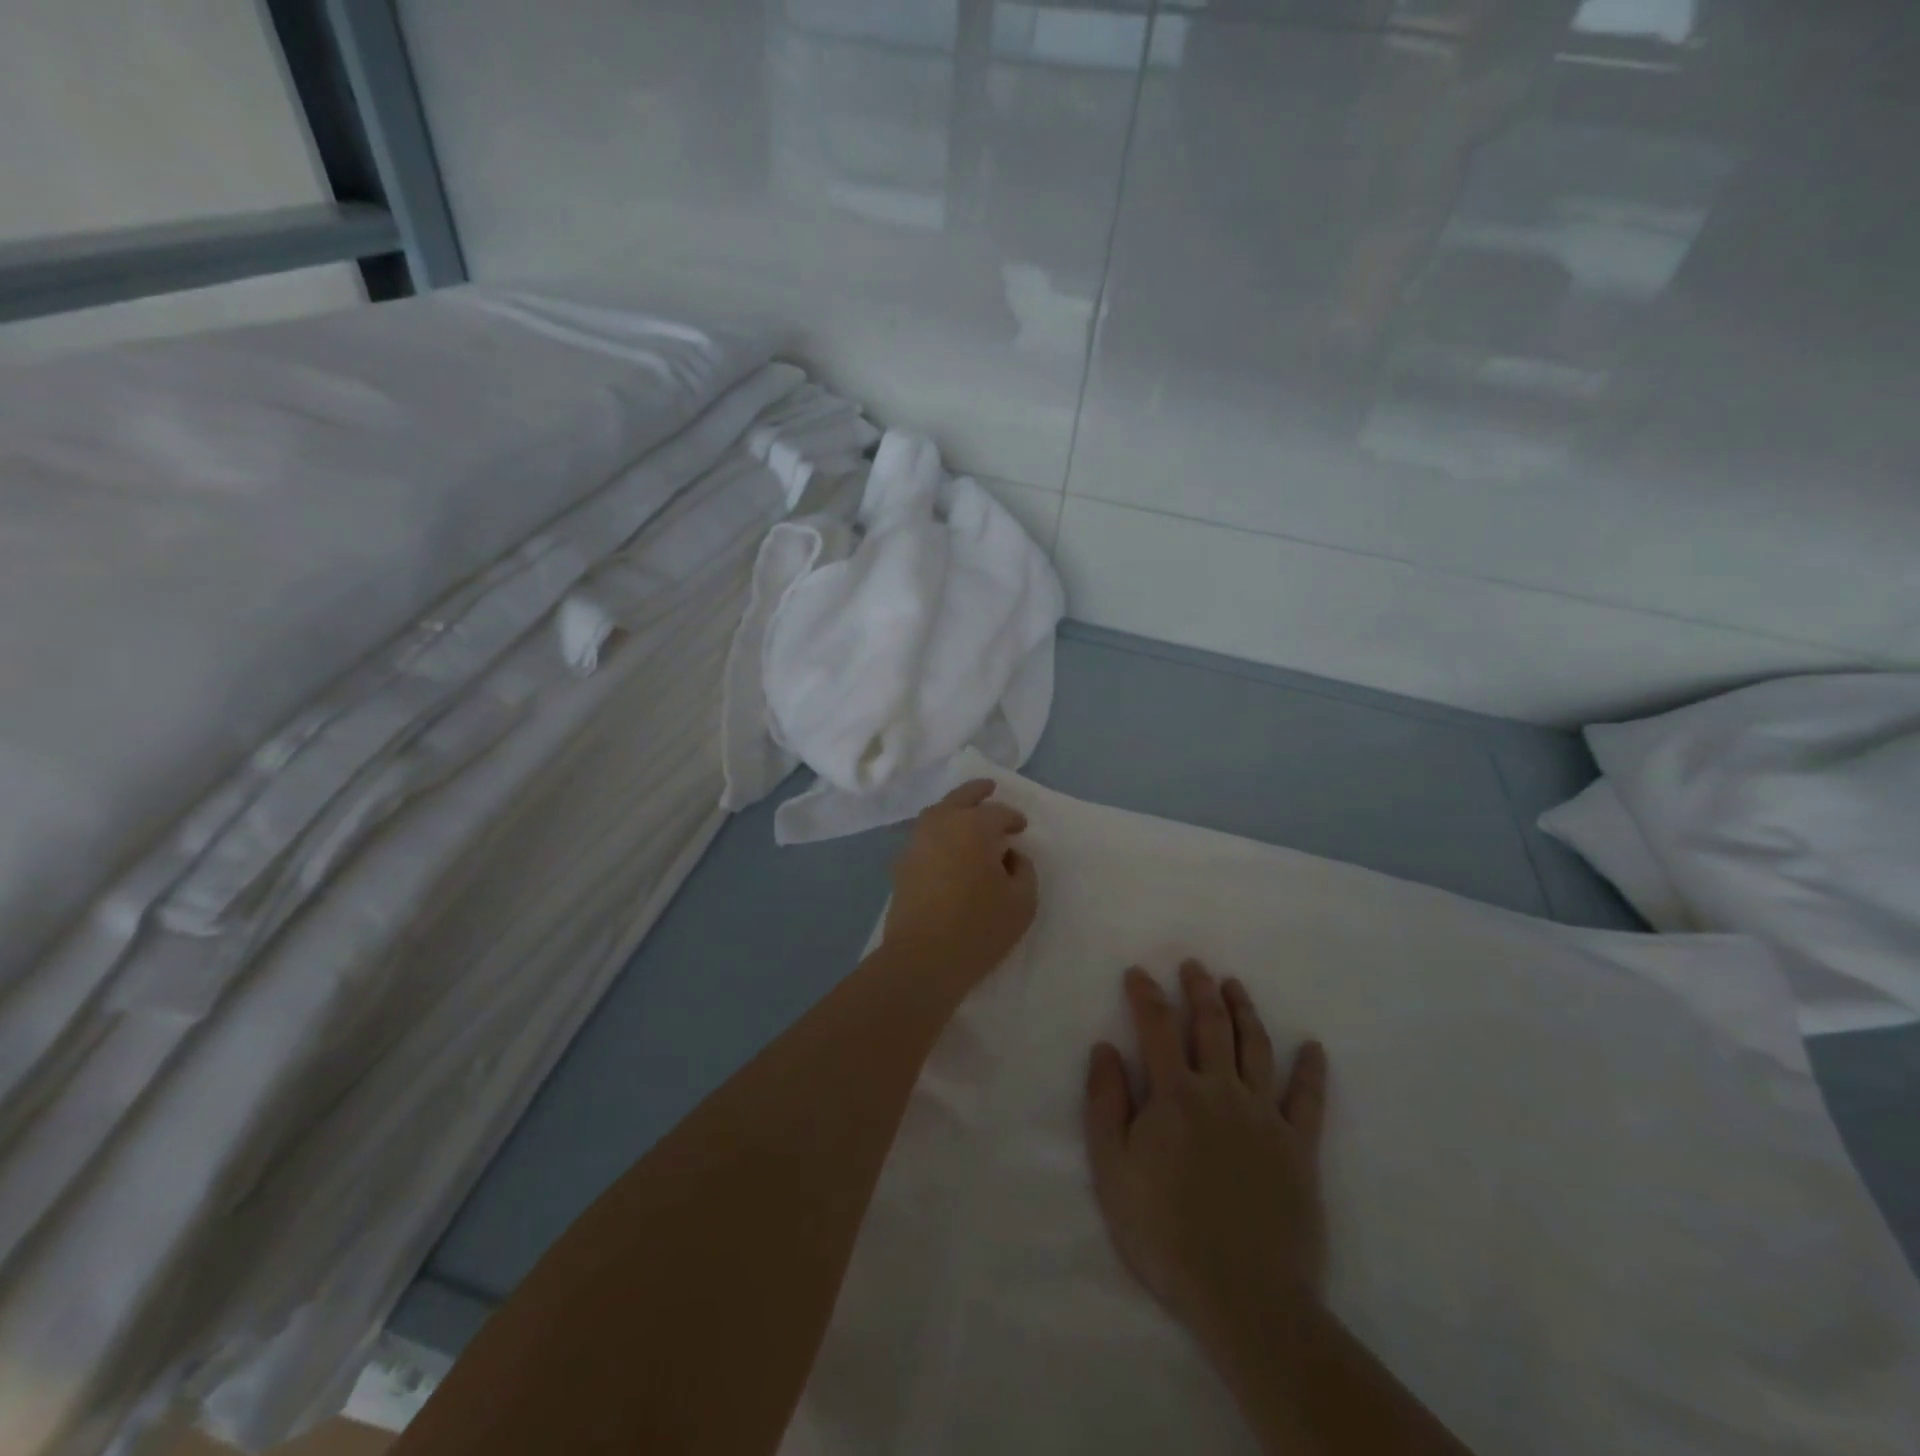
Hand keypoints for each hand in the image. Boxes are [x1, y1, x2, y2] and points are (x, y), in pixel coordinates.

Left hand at [882, 779, 1037, 992]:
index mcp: (973, 826)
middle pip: (960, 798)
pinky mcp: (902, 866)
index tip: (1021, 828)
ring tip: (967, 818)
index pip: (998, 812)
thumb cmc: (979, 927)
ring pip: (936, 814)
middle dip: (977, 791)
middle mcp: (941, 824)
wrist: (922, 958)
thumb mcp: (1022, 901)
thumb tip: (1010, 856)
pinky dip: (938, 834)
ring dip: (954, 810)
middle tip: (989, 788)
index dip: (1012, 818)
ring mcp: (916, 843)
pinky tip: (947, 849)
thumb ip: (1023, 870)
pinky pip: (924, 837)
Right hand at [1084, 961, 1328, 1365]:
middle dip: (1200, 989)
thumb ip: (1106, 1104)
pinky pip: (1309, 1099)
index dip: (1146, 994)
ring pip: (1256, 1047)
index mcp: (1175, 1094)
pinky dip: (1311, 1070)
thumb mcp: (1113, 1171)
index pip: (1157, 1026)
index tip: (1138, 972)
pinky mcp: (1299, 1147)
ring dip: (1245, 1010)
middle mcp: (1221, 1091)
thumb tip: (1104, 1048)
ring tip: (1235, 985)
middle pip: (1212, 1025)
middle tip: (1194, 966)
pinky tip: (1314, 1047)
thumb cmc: (1166, 1233)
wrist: (1244, 1296)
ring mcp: (1265, 1116)